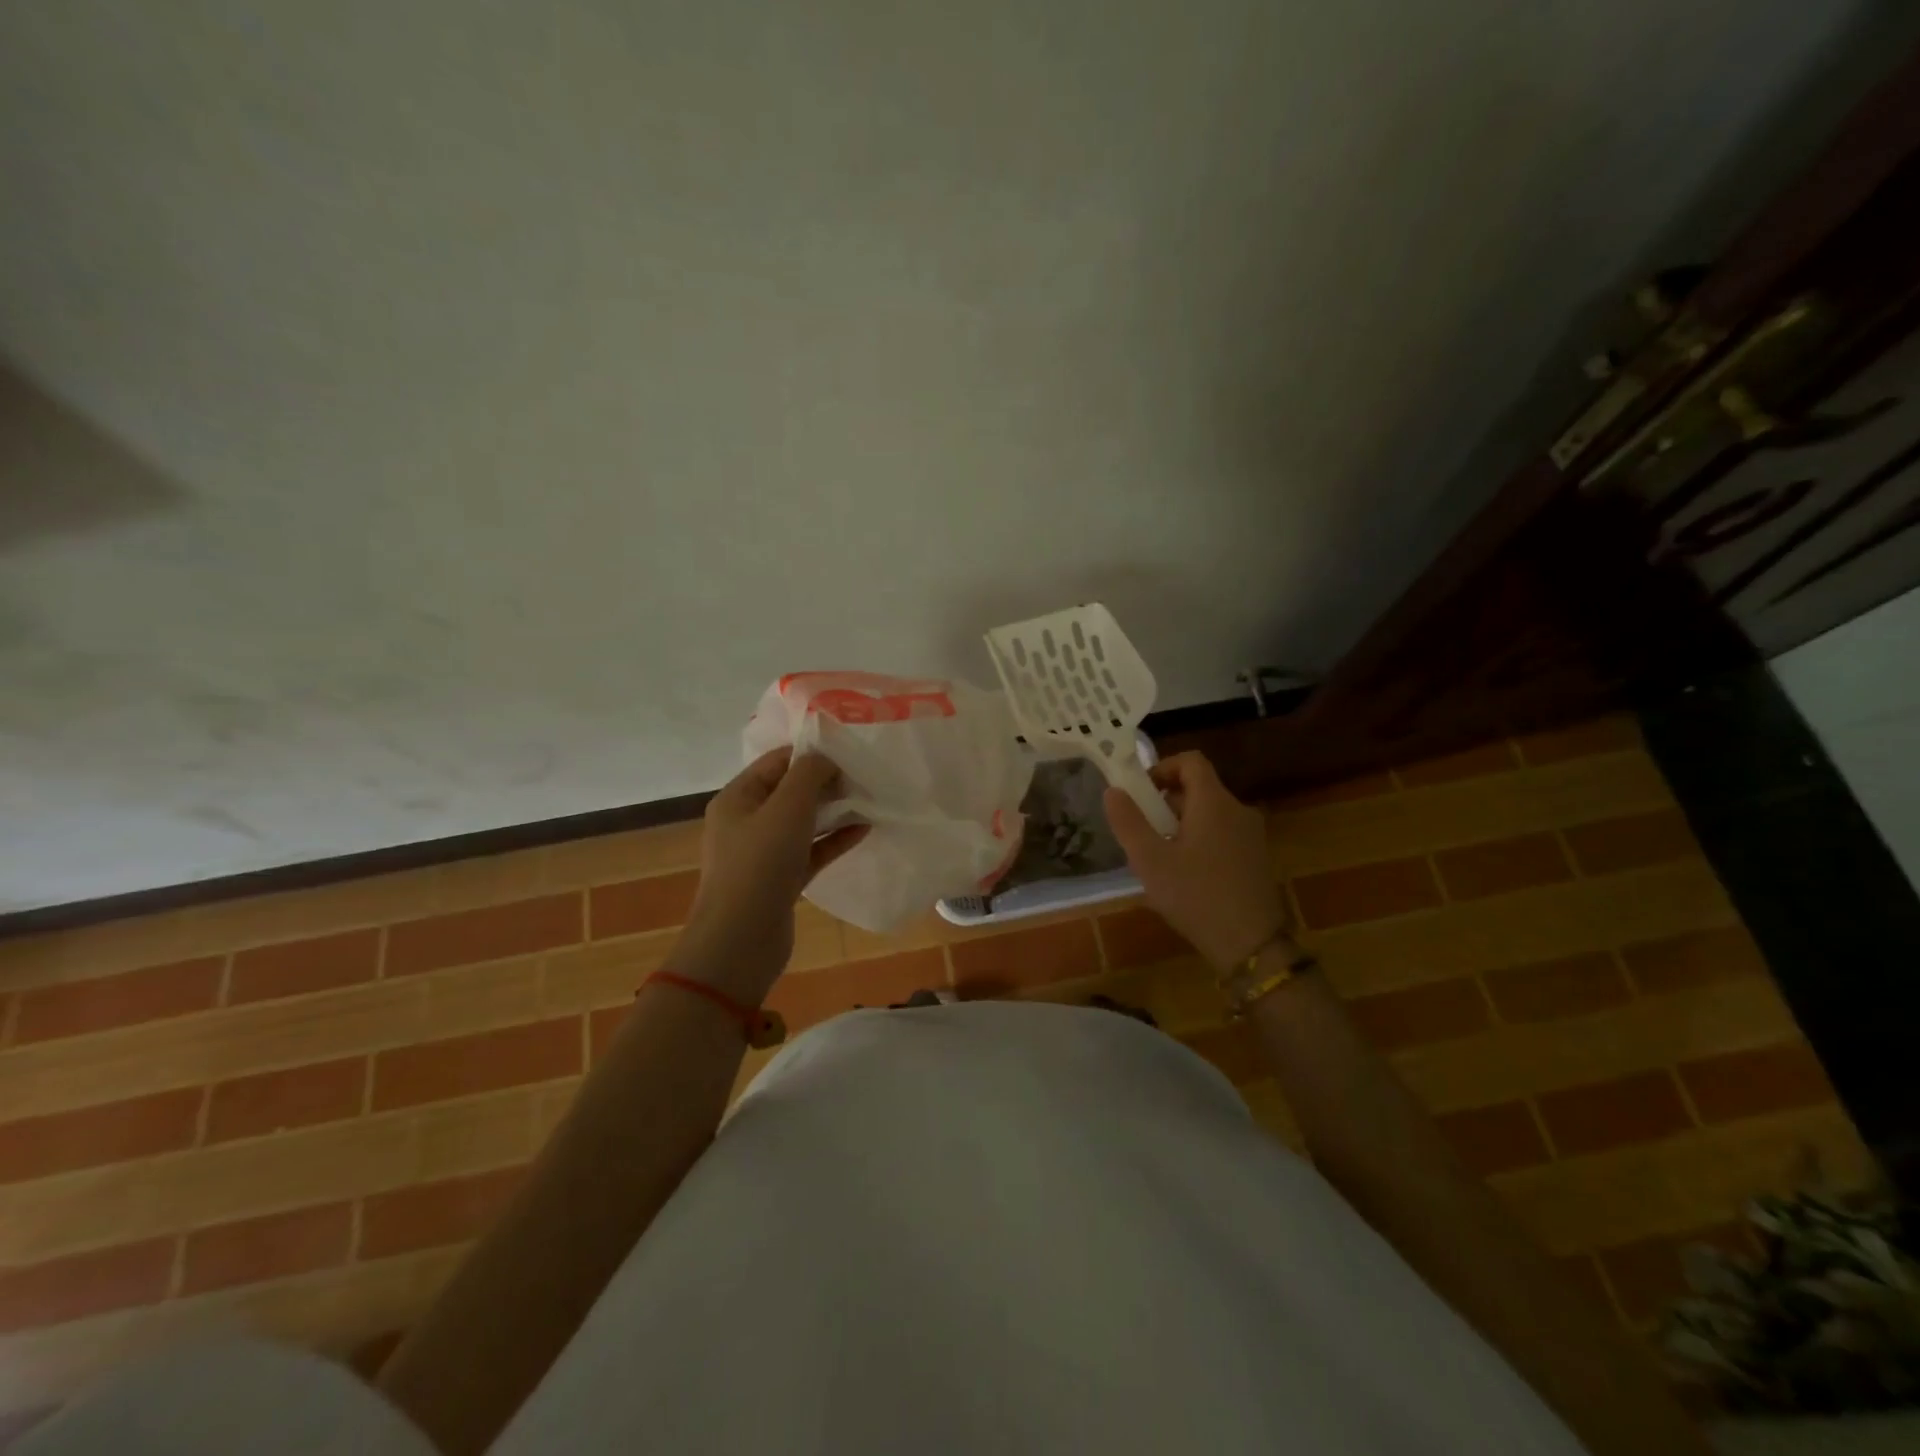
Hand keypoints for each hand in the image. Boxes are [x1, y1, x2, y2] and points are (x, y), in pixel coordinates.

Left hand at [671, 748, 867, 1001]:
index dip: (811, 753)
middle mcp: (747, 821)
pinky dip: (834, 839)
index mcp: (738, 798)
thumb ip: (809, 775)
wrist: (741, 941)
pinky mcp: (781, 879)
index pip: (777, 762)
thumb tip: (827, 757)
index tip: (848, 749)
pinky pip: (812, 850)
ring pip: (803, 822)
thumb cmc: (760, 864)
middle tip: (864, 774)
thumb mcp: (787, 809)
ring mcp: (764, 853)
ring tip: (870, 798)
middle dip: (826, 781)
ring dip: (834, 810)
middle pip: (791, 791)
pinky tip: (864, 829)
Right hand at [1103, 751, 1290, 972]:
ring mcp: (1252, 836)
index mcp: (1214, 803)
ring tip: (1159, 857)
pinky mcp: (1256, 859)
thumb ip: (1128, 822)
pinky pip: (1222, 834)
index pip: (1191, 761)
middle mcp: (1238, 810)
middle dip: (1166, 802)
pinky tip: (1185, 877)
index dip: (1162, 767)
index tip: (1140, 792)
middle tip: (1143, 831)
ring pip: (1210, 814)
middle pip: (1199, 788)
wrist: (1252, 945)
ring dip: (1181, 824)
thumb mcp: (1150, 860)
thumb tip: (1113, 790)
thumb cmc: (1196, 896)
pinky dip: (1200, 841)